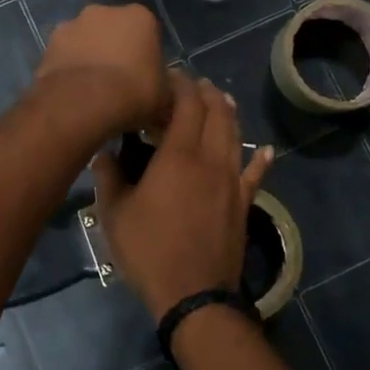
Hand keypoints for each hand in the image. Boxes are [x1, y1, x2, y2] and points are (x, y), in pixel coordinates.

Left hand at [35, 4, 170, 136]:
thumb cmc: (134, 92)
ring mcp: (72, 24)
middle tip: (118, 83)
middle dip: (115, 50)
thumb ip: (167, 86)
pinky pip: (65, 56)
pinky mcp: (48, 44)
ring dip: (89, 57)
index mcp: (139, 16)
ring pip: (86, 40)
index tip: (144, 78)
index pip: (147, 32)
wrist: (84, 102)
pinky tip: (73, 92)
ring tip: (92, 91)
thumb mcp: (166, 96)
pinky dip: (68, 68)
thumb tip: (166, 89)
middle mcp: (104, 11)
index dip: (146, 55)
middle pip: (113, 30)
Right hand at [91, 71, 273, 320]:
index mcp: (179, 155)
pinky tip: (266, 150)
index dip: (180, 84)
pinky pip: (256, 175)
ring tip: (221, 100)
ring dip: (228, 114)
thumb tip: (103, 153)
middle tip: (193, 84)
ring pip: (236, 136)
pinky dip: (261, 159)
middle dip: (206, 92)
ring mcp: (232, 181)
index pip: (187, 104)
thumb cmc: (149, 250)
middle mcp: (211, 159)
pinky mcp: (243, 203)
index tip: (169, 75)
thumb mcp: (114, 214)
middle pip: (216, 113)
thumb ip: (108, 177)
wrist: (194, 294)